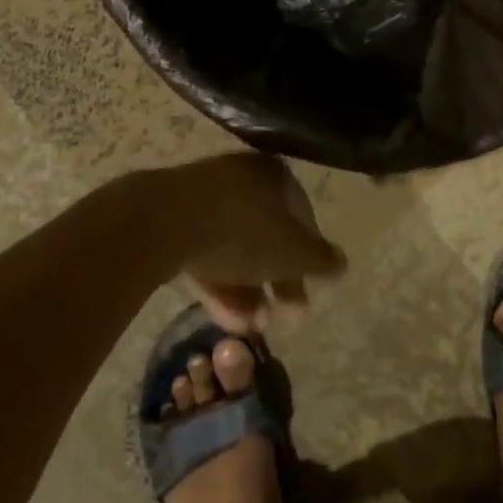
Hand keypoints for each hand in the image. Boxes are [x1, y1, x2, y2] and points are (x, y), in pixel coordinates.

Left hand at [133, 153, 346, 333]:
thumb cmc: (240, 231)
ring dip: (248, 290)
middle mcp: (241, 178)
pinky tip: (225, 318)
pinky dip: (218, 282)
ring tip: (252, 328)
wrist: (159, 223)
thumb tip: (342, 264)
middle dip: (277, 281)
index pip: (302, 216)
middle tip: (284, 317)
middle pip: (267, 233)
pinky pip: (204, 251)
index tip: (309, 291)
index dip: (309, 257)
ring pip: (234, 247)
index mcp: (274, 175)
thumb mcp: (292, 252)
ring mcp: (203, 197)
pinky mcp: (172, 220)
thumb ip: (320, 260)